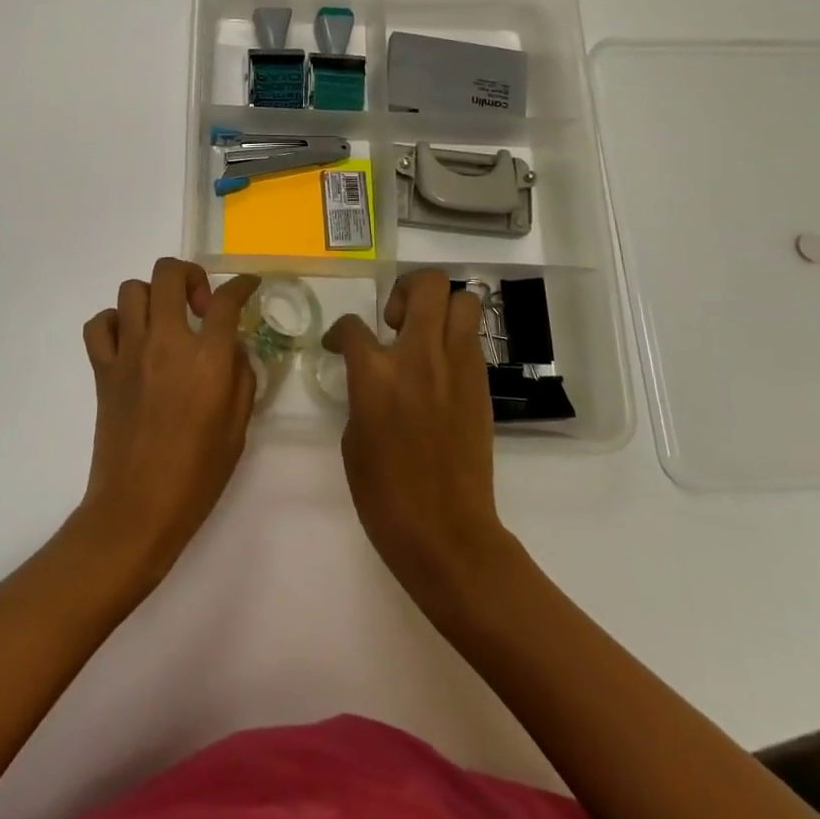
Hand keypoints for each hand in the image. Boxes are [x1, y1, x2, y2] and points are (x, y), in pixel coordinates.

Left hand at [74, 260, 259, 587]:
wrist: (137, 508)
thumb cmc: (196, 475)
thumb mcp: (237, 428)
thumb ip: (241, 377)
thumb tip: (232, 346)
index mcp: (206, 359)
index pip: (226, 300)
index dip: (242, 285)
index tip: (248, 286)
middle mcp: (166, 342)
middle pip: (170, 273)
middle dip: (191, 275)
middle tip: (200, 305)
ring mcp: (129, 352)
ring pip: (132, 290)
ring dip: (153, 297)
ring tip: (166, 322)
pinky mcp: (102, 369)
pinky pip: (100, 324)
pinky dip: (114, 322)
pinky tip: (131, 340)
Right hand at [323, 271, 516, 608]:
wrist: (445, 533)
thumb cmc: (384, 493)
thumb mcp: (353, 435)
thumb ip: (362, 391)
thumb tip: (372, 376)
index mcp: (376, 373)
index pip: (352, 325)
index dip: (339, 332)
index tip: (338, 345)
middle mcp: (420, 357)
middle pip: (428, 285)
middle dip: (407, 289)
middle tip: (395, 320)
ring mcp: (458, 368)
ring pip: (464, 302)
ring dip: (440, 310)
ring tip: (423, 338)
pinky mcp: (481, 385)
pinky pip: (471, 341)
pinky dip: (455, 341)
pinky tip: (440, 370)